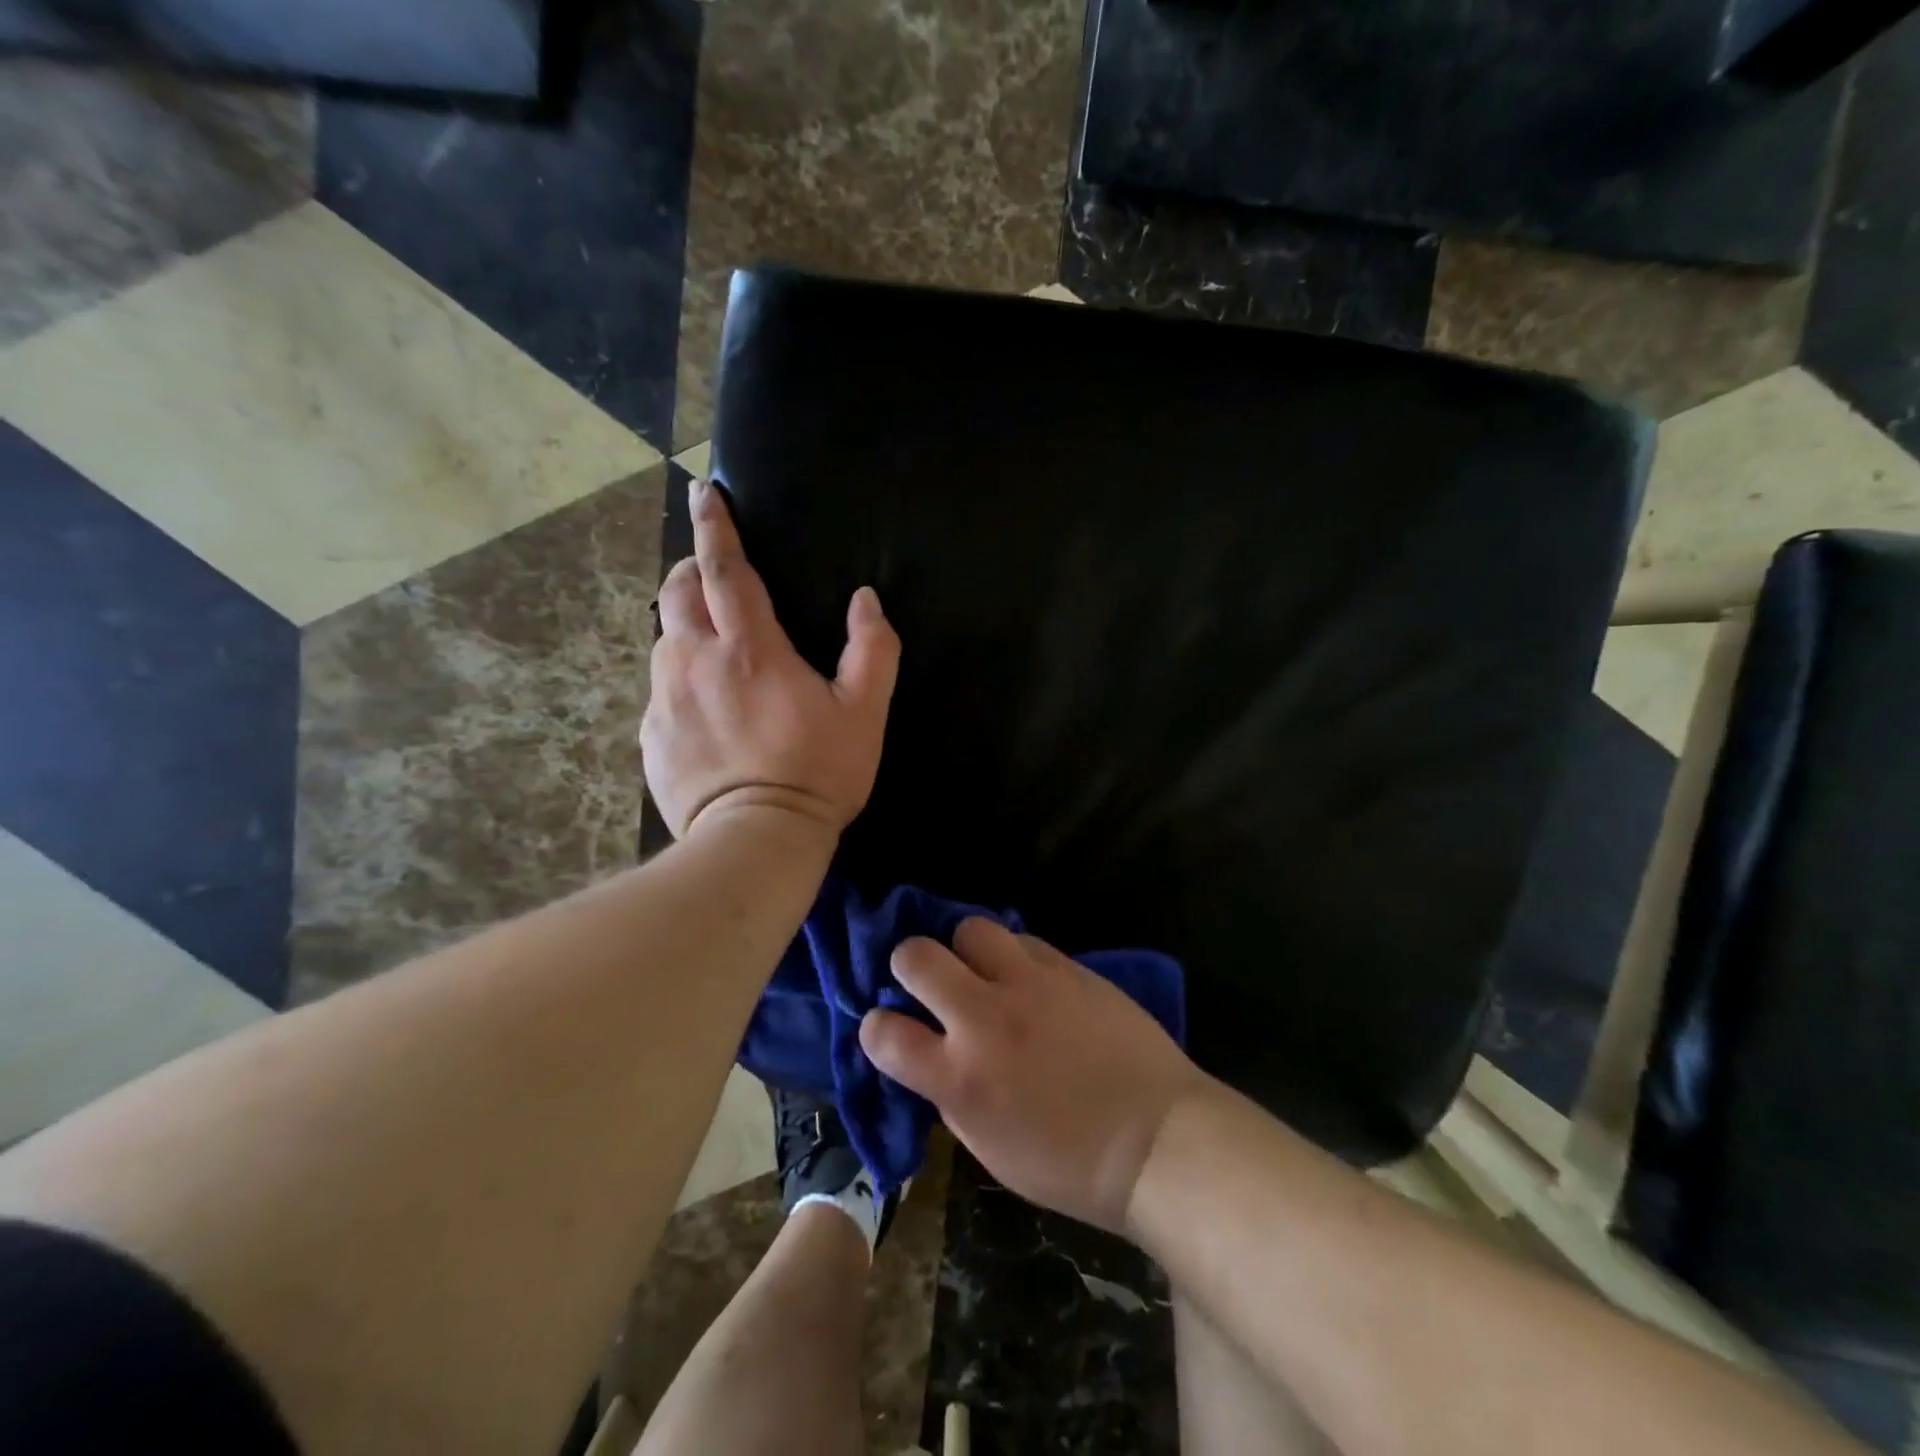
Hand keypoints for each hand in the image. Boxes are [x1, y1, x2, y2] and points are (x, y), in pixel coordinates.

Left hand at [642, 477, 899, 838]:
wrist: (755, 840)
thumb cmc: (817, 773)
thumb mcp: (864, 713)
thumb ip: (872, 650)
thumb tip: (866, 601)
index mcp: (750, 648)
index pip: (724, 568)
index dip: (715, 526)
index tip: (704, 493)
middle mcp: (695, 660)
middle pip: (678, 592)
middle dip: (691, 569)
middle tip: (712, 576)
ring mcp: (665, 698)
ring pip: (665, 639)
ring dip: (686, 627)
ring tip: (713, 649)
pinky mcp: (650, 734)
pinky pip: (660, 689)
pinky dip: (680, 680)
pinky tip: (705, 710)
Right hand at [859, 918, 1209, 1232]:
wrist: (1158, 1139)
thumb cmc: (1071, 1165)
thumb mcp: (991, 1149)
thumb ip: (952, 1095)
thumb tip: (935, 1055)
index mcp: (960, 1078)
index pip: (883, 1033)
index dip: (875, 1027)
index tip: (886, 1028)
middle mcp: (985, 1018)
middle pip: (916, 956)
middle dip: (908, 964)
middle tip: (925, 982)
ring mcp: (1029, 984)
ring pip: (970, 928)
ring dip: (964, 949)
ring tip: (981, 970)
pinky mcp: (1067, 966)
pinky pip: (1023, 939)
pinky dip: (1013, 955)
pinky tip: (1027, 977)